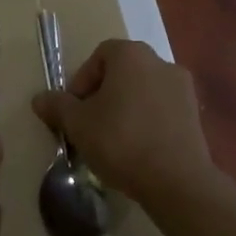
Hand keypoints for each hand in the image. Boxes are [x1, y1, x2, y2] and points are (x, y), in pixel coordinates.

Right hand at [31, 39, 212, 204]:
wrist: (176, 180)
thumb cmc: (120, 141)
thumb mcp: (77, 124)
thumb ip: (57, 106)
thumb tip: (39, 98)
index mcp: (131, 55)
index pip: (99, 56)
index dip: (81, 80)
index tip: (74, 109)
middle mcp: (160, 62)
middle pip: (122, 72)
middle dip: (102, 95)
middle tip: (89, 124)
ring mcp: (183, 88)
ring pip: (142, 91)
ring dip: (125, 108)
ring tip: (113, 139)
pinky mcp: (195, 114)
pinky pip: (161, 109)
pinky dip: (146, 121)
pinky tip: (137, 148)